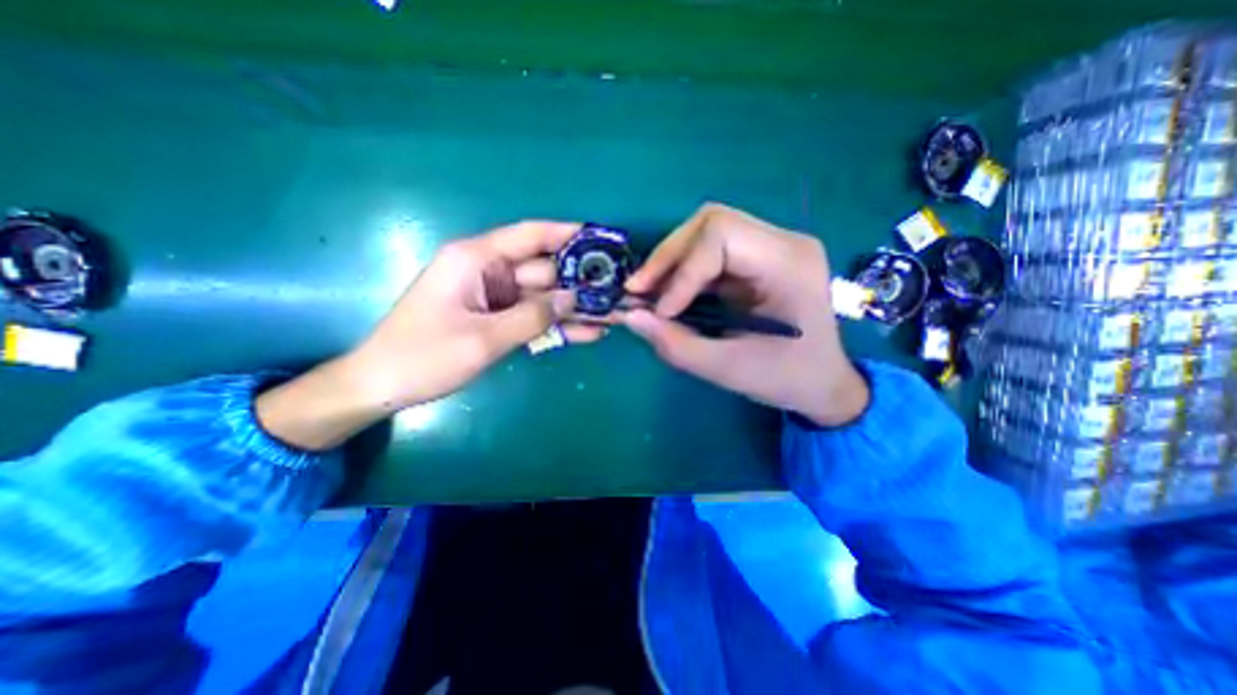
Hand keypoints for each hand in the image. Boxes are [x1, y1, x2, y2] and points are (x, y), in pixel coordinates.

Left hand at [255, 221, 598, 451]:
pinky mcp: (498, 318)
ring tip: (613, 314)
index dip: (567, 234)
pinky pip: (534, 317)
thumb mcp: (483, 339)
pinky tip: (589, 332)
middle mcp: (488, 271)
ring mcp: (495, 297)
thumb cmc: (424, 357)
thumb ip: (532, 317)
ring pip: (544, 297)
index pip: (530, 236)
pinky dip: (558, 325)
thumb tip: (573, 298)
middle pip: (544, 270)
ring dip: (575, 308)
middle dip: (580, 281)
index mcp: (476, 260)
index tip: (602, 238)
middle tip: (619, 291)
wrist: (384, 386)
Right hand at [619, 204, 868, 425]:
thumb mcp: (728, 370)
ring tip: (647, 292)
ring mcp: (771, 247)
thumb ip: (676, 345)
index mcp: (789, 263)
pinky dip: (683, 270)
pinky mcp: (757, 259)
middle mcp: (783, 242)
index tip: (661, 312)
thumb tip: (629, 316)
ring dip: (671, 261)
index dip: (682, 271)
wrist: (823, 382)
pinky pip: (711, 251)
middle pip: (712, 222)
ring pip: (707, 231)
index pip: (722, 236)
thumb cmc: (786, 379)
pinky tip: (669, 293)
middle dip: (668, 257)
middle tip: (638, 290)